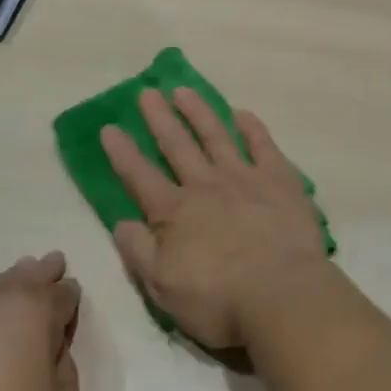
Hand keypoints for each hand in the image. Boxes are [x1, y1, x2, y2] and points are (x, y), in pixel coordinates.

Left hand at [0, 254, 82, 390]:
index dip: (69, 306)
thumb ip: (68, 379)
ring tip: (8, 285)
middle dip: (41, 276)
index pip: (64, 295)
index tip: (68, 321)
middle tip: (49, 274)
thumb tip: (51, 361)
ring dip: (1, 284)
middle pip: (25, 278)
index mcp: (36, 313)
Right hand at [101, 88, 330, 349]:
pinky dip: (251, 127)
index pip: (140, 177)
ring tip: (183, 90)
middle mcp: (206, 186)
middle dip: (159, 119)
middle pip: (177, 145)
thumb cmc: (219, 299)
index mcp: (175, 213)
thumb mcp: (164, 287)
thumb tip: (120, 223)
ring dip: (198, 112)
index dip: (123, 153)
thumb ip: (139, 252)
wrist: (281, 293)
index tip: (109, 127)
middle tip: (147, 92)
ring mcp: (244, 177)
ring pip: (216, 136)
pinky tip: (241, 114)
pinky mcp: (279, 179)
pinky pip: (262, 144)